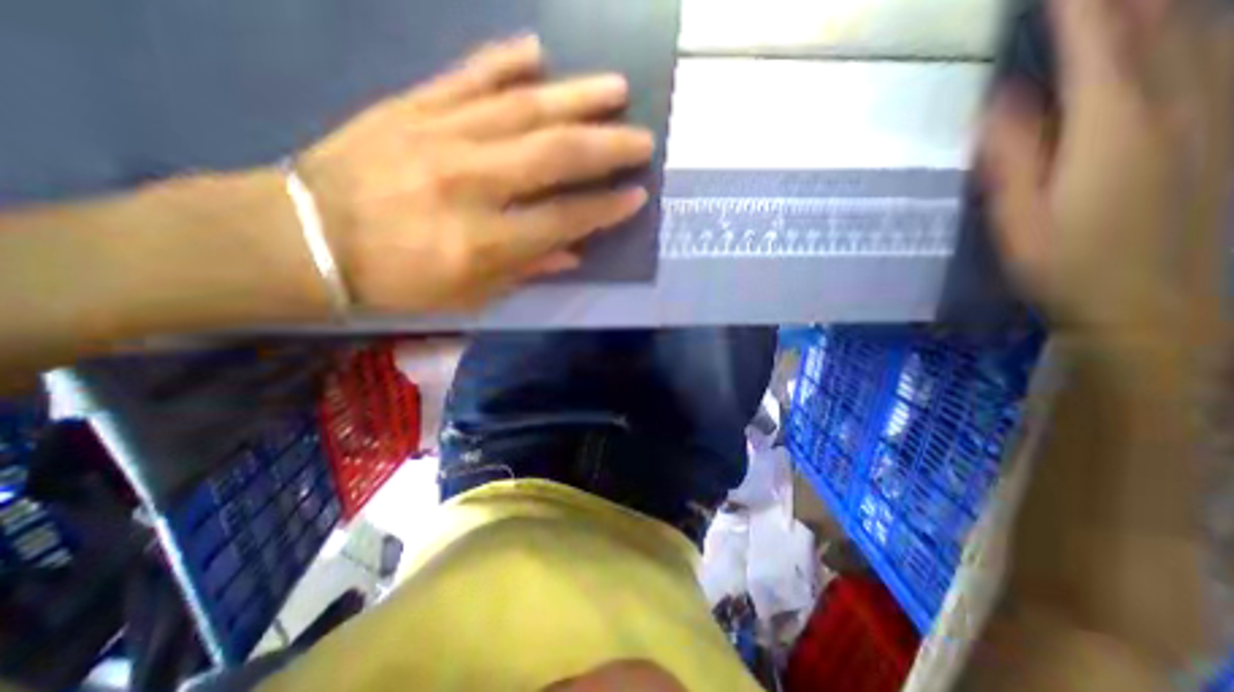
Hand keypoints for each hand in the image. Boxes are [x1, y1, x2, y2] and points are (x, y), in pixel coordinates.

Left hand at [294, 36, 655, 311]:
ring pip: (523, 107)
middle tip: (644, 139)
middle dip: (608, 146)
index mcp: (484, 241)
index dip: (605, 209)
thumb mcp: (469, 295)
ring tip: (617, 89)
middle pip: (554, 155)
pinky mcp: (412, 108)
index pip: (563, 219)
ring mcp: (441, 136)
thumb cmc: (398, 280)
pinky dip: (504, 60)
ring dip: (577, 95)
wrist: (305, 239)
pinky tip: (537, 50)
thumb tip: (572, 253)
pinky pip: (467, 75)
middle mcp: (471, 183)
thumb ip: (525, 270)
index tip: (636, 197)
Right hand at [986, 0, 1233, 341]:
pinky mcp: (1222, 126)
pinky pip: (1217, 49)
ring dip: (1155, 2)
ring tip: (1114, 0)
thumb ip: (1011, 159)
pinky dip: (1190, 24)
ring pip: (1198, 25)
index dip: (1075, 5)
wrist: (1150, 303)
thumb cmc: (1066, 266)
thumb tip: (995, 104)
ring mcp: (1213, 109)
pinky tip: (1174, 24)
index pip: (1097, 44)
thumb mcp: (1019, 220)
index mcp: (1113, 129)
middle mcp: (1178, 102)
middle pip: (1159, 19)